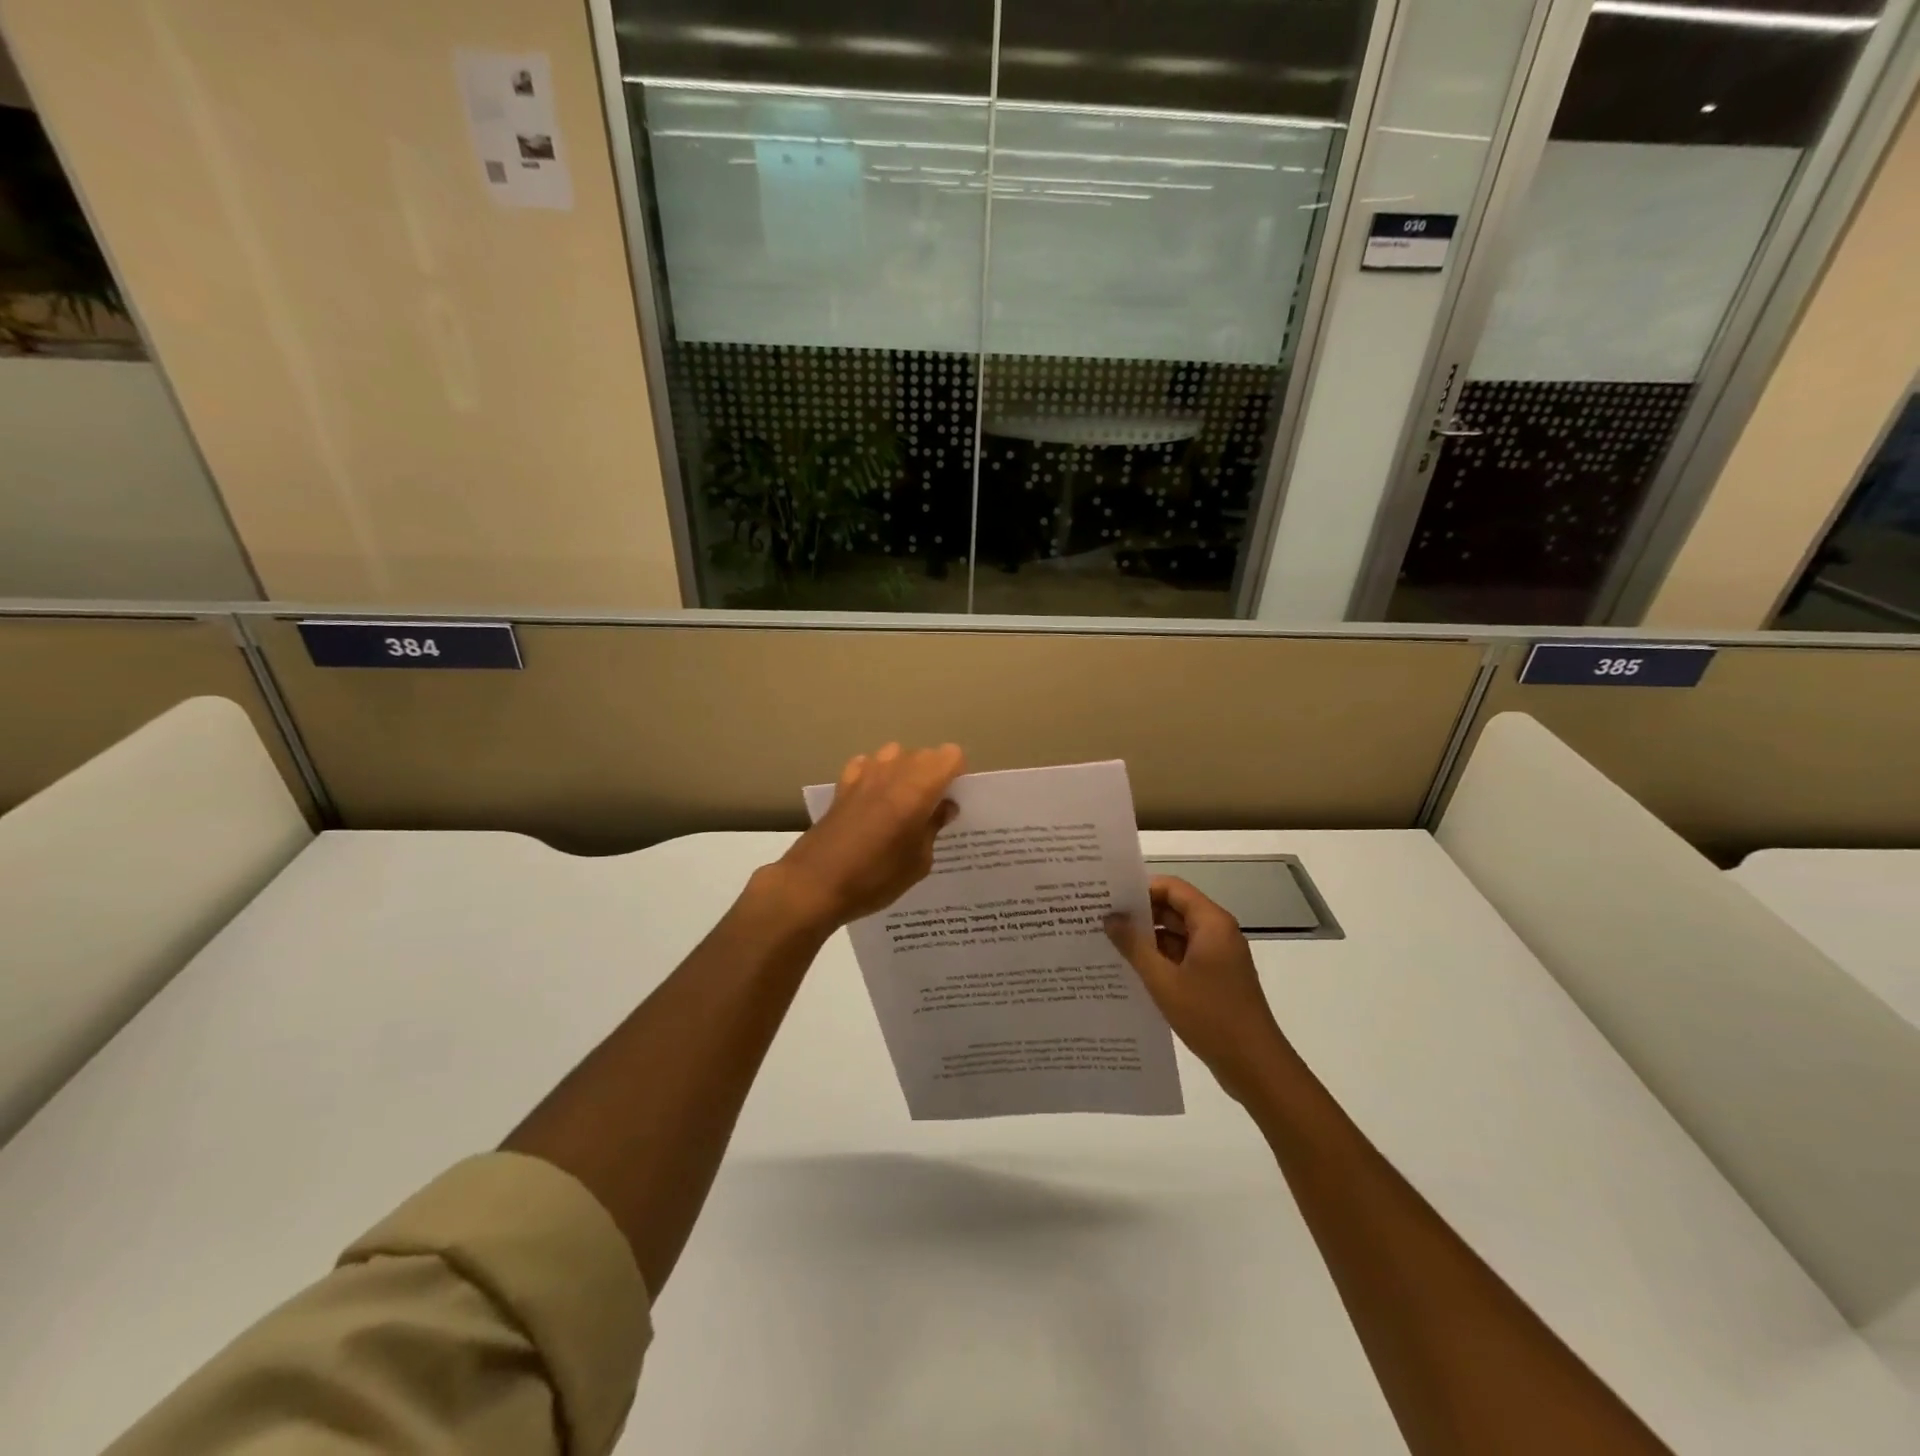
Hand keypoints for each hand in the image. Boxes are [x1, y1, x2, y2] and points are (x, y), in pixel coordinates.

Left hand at [771, 743, 964, 930]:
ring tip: (902, 804)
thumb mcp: (918, 862)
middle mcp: (893, 771)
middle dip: (933, 774)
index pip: (951, 756)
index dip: (957, 775)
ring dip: (904, 771)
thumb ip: (934, 827)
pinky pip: (866, 765)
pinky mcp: (841, 786)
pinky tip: (872, 801)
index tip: (954, 800)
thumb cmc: (875, 877)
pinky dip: (874, 775)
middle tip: (932, 809)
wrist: (814, 885)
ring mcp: (863, 775)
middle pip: (924, 754)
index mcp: (919, 788)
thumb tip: (944, 807)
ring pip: (894, 754)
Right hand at [1106, 876, 1291, 1103]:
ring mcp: (1218, 956)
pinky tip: (1132, 971)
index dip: (1141, 889)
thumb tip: (1110, 917)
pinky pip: (1184, 956)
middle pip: (1174, 909)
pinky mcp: (1216, 978)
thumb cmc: (1210, 1016)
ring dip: (1148, 939)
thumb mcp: (1163, 981)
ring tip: (1109, 944)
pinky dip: (1160, 959)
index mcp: (1211, 923)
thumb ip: (1134, 946)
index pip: (1172, 888)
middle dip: (1140, 915)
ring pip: (1177, 935)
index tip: (1109, 898)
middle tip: (1101, 920)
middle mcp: (1217, 932)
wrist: (1255, 1066)